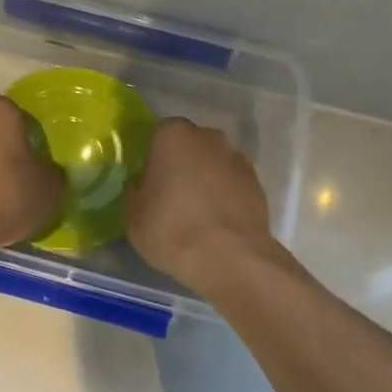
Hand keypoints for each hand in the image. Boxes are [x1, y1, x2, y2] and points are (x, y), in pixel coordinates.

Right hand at [125, 118, 277, 289]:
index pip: (160, 134)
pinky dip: (226, 196)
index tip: (151, 179)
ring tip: (198, 212)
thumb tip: (142, 184)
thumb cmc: (171, 229)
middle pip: (191, 145)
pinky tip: (218, 221)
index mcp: (173, 136)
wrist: (229, 256)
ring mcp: (237, 159)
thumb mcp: (133, 215)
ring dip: (207, 179)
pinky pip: (233, 184)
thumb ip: (136, 191)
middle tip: (172, 194)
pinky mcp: (258, 183)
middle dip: (183, 163)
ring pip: (215, 163)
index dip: (154, 156)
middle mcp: (209, 137)